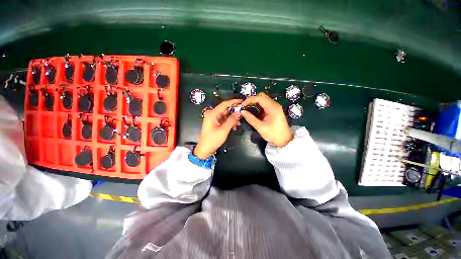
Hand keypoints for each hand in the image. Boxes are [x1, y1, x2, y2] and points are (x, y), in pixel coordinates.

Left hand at [194, 99, 241, 158]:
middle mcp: (212, 114)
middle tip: (242, 114)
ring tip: (238, 123)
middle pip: (225, 109)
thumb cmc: (213, 140)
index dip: (233, 102)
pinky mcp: (215, 123)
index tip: (241, 101)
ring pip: (226, 115)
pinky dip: (229, 122)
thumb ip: (232, 120)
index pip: (224, 104)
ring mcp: (214, 119)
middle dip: (234, 112)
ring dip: (232, 118)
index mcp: (212, 114)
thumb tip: (238, 113)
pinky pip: (224, 120)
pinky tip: (234, 126)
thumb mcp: (224, 130)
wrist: (205, 149)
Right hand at [241, 93, 292, 146]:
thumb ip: (250, 118)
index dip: (250, 99)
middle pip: (262, 96)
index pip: (260, 97)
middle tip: (245, 106)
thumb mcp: (260, 127)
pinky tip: (253, 110)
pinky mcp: (274, 110)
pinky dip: (258, 105)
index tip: (242, 105)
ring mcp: (275, 107)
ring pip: (263, 99)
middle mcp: (274, 104)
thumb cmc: (273, 134)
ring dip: (255, 102)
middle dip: (252, 99)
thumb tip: (242, 112)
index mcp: (272, 107)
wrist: (284, 140)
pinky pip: (265, 104)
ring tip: (247, 108)